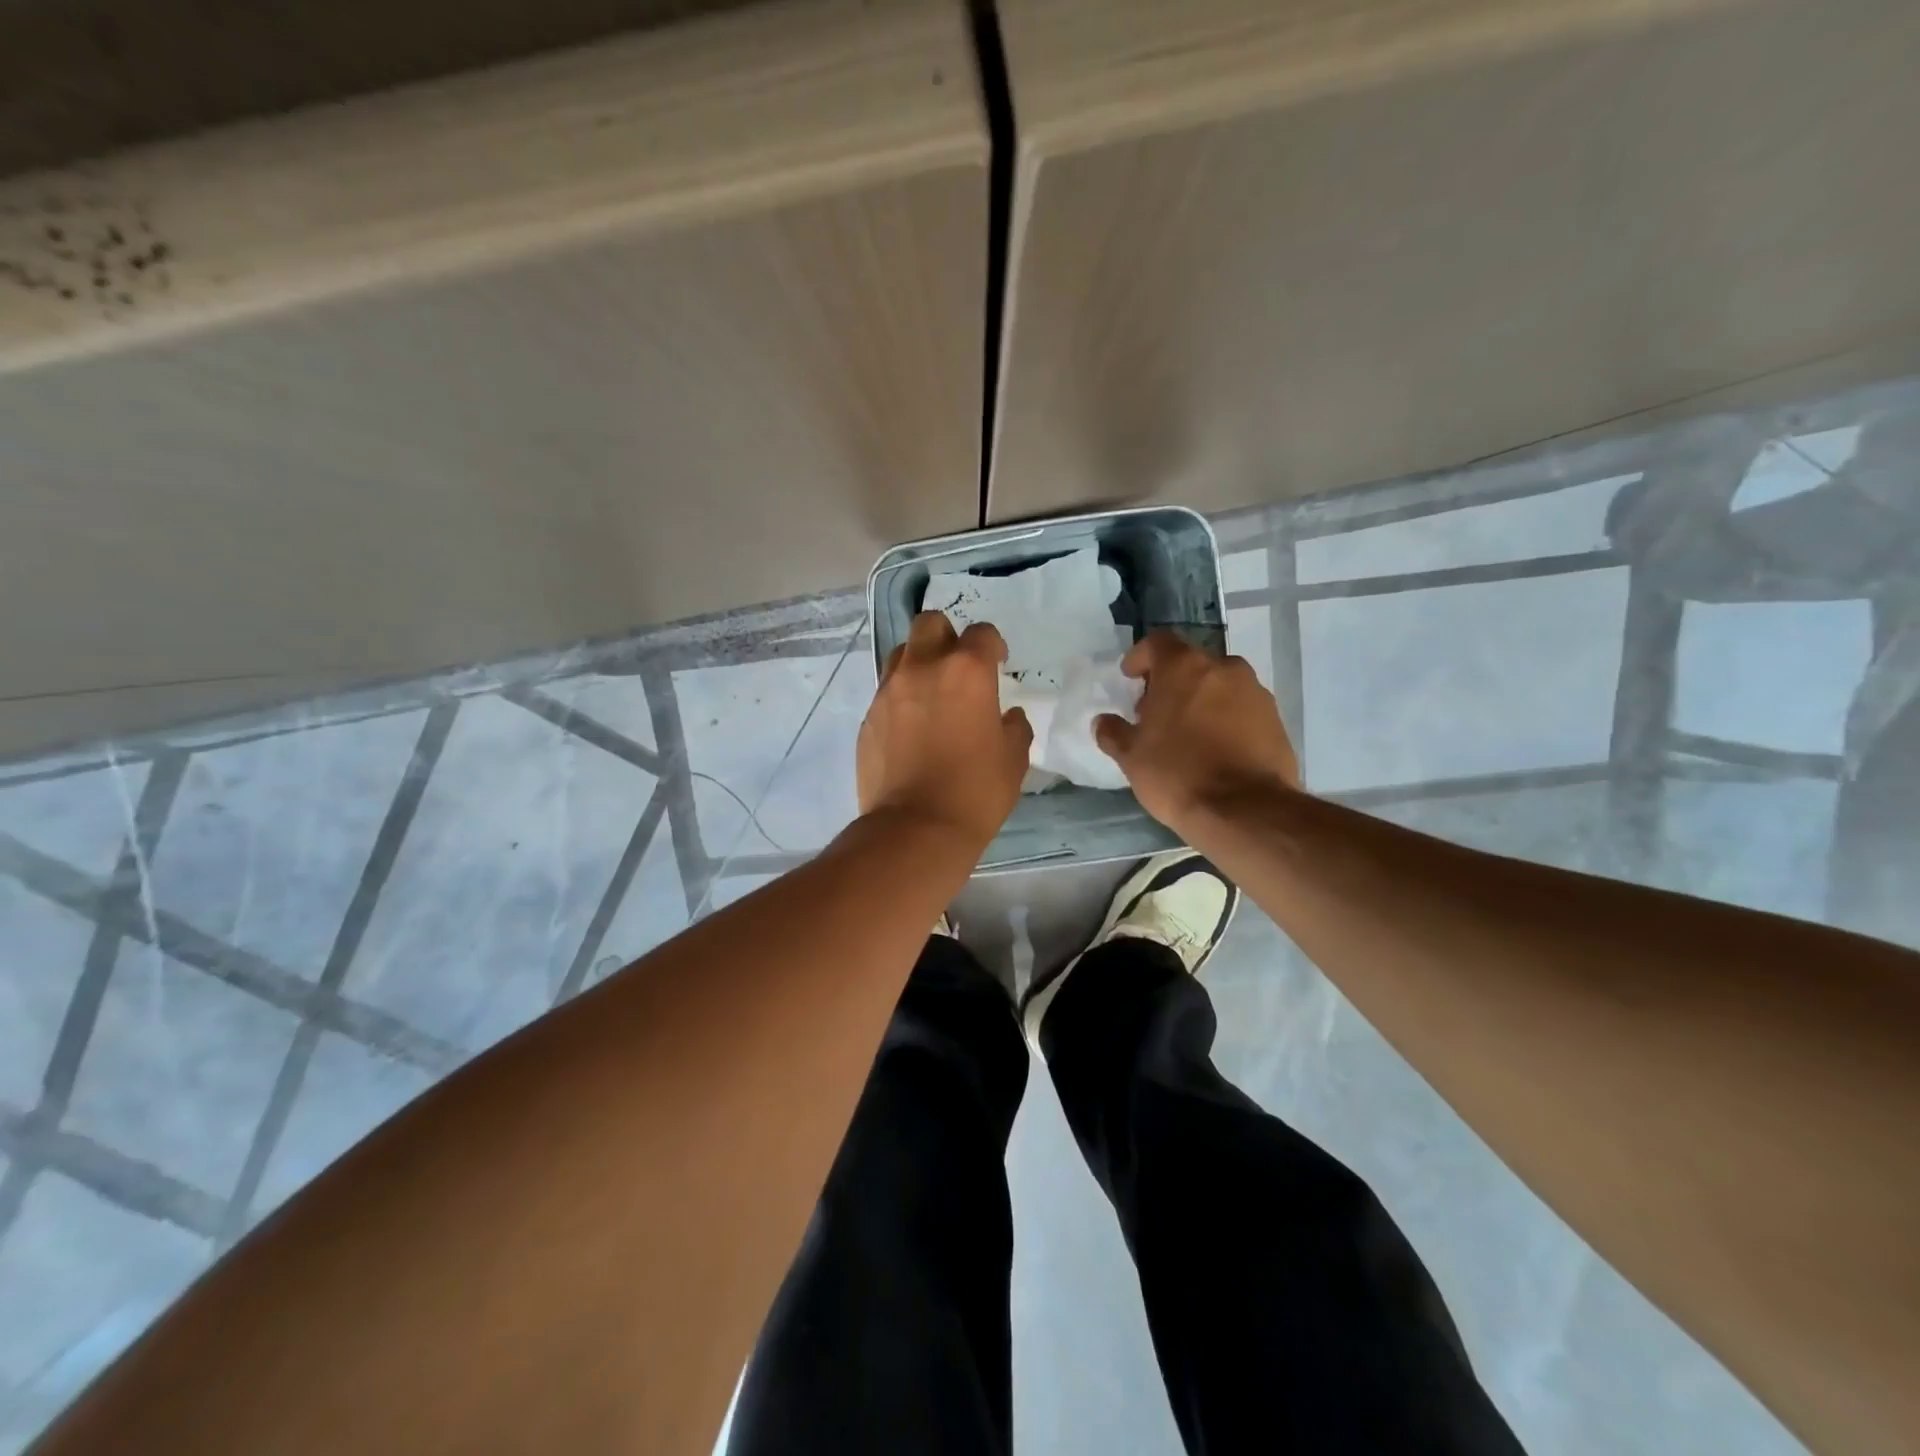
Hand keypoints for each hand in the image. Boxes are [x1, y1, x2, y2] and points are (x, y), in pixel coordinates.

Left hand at [858, 612, 1032, 848]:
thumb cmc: (975, 791)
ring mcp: (889, 691)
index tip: (998, 664)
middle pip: (930, 624)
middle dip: (947, 636)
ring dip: (919, 663)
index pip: (982, 633)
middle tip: (958, 668)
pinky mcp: (868, 717)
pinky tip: (911, 729)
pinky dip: (901, 698)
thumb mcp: (1013, 759)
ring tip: (931, 695)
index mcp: (966, 671)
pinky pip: (886, 691)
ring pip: (902, 654)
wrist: (915, 828)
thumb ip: (1014, 727)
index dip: (993, 646)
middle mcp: (923, 668)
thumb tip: (1007, 717)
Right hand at [1094, 631, 1299, 833]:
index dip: (1140, 657)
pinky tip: (1215, 750)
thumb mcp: (1131, 757)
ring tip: (1187, 734)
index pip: (1158, 642)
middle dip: (1171, 683)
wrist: (1245, 810)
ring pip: (1220, 685)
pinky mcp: (1276, 720)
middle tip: (1156, 713)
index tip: (1130, 678)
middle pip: (1191, 663)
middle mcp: (1223, 668)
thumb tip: (1103, 722)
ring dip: (1201, 700)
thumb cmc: (1177, 774)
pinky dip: (1226, 719)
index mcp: (1184, 667)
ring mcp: (1255, 692)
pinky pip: (1242, 709)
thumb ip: (1114, 733)